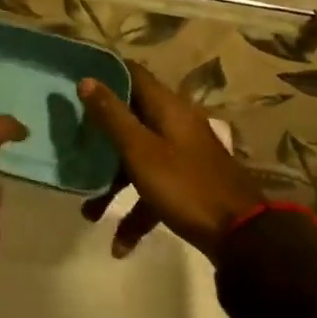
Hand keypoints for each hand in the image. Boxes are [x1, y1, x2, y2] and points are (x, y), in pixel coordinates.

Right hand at [78, 62, 265, 261]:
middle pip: (130, 117)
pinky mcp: (188, 184)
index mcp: (166, 107)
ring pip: (139, 157)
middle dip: (100, 134)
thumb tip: (86, 79)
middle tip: (73, 141)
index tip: (75, 79)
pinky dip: (137, 210)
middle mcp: (175, 123)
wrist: (243, 237)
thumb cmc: (185, 185)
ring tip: (89, 211)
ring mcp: (183, 154)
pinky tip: (121, 244)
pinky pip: (154, 188)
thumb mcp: (140, 150)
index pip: (131, 73)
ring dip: (113, 182)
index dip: (104, 72)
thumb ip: (112, 116)